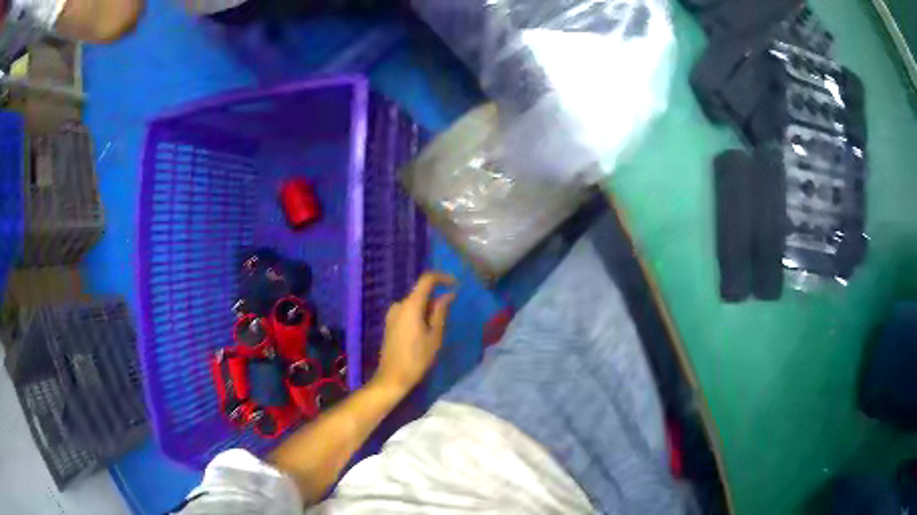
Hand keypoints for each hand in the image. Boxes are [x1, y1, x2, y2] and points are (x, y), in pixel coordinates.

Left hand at [374, 272, 455, 392]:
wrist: (392, 377)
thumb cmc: (417, 358)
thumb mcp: (435, 336)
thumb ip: (441, 312)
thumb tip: (448, 295)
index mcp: (410, 305)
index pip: (427, 279)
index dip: (442, 278)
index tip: (456, 284)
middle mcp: (399, 305)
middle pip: (421, 293)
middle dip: (436, 301)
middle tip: (447, 321)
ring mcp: (392, 314)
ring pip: (415, 304)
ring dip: (427, 311)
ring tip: (435, 333)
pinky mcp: (390, 323)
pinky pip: (408, 312)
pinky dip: (419, 317)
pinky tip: (423, 335)